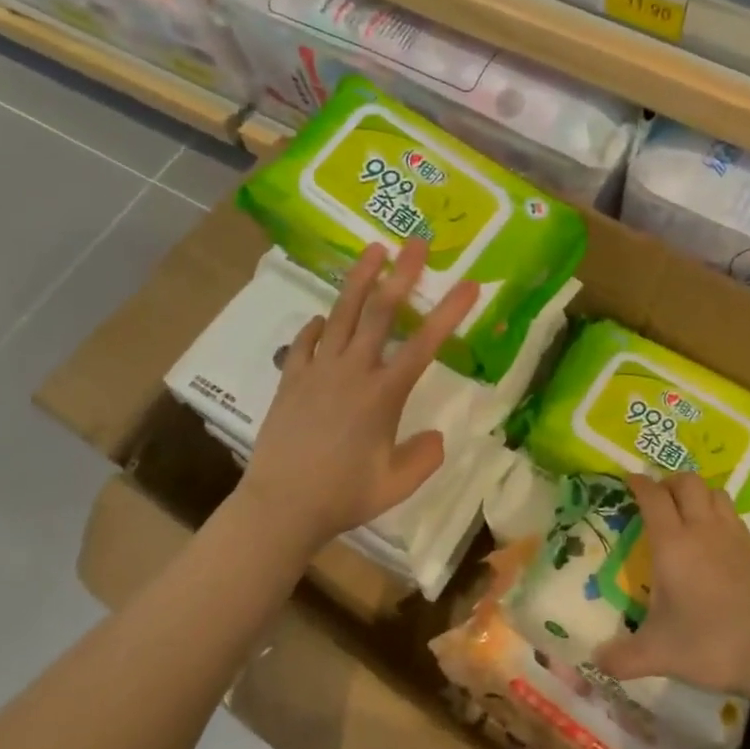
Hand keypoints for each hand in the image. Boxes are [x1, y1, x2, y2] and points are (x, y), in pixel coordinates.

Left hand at [237, 241, 477, 550]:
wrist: (280, 506)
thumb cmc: (343, 496)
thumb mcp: (396, 485)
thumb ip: (424, 458)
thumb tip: (437, 436)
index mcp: (383, 394)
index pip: (424, 344)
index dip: (449, 312)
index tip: (469, 284)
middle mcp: (352, 371)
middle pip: (380, 312)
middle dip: (402, 273)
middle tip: (416, 242)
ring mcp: (317, 371)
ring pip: (341, 314)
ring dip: (359, 279)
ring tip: (372, 249)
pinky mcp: (291, 379)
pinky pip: (305, 342)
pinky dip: (316, 326)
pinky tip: (322, 318)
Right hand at [593, 472, 749, 698]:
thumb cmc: (711, 644)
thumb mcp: (659, 653)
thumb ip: (623, 657)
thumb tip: (596, 662)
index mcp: (673, 544)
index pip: (653, 497)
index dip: (639, 484)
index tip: (629, 480)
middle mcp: (702, 529)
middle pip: (688, 482)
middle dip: (669, 481)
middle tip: (657, 496)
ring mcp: (734, 537)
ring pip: (715, 492)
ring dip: (697, 492)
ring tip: (686, 509)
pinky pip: (733, 514)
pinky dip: (719, 511)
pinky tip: (714, 535)